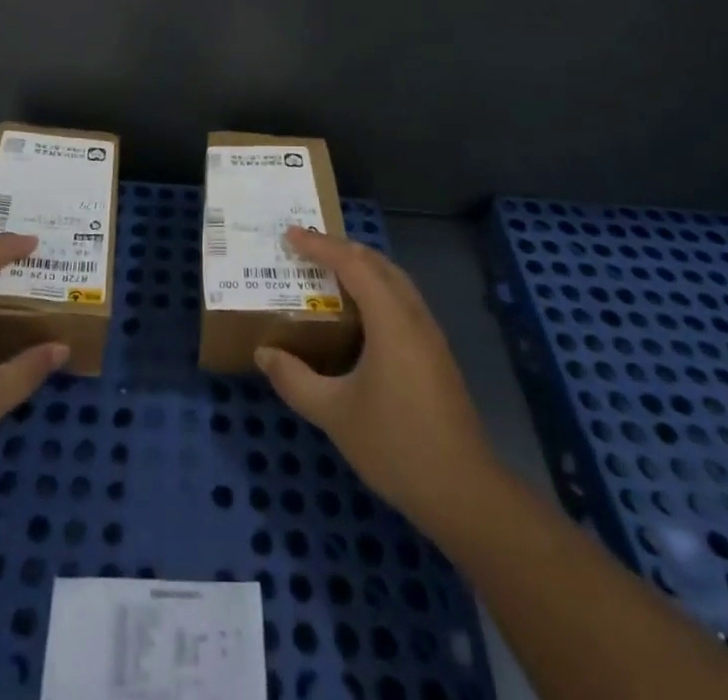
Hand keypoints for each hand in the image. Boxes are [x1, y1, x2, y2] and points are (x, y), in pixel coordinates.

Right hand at [255, 227, 496, 545]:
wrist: (463, 492)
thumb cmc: (395, 446)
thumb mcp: (334, 413)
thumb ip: (294, 380)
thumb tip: (264, 353)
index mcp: (391, 321)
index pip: (353, 265)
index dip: (320, 246)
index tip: (289, 235)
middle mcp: (414, 317)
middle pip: (378, 264)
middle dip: (343, 248)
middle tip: (307, 248)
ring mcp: (430, 335)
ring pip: (395, 281)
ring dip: (363, 267)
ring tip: (329, 271)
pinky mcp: (436, 354)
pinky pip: (403, 301)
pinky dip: (377, 289)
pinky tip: (360, 314)